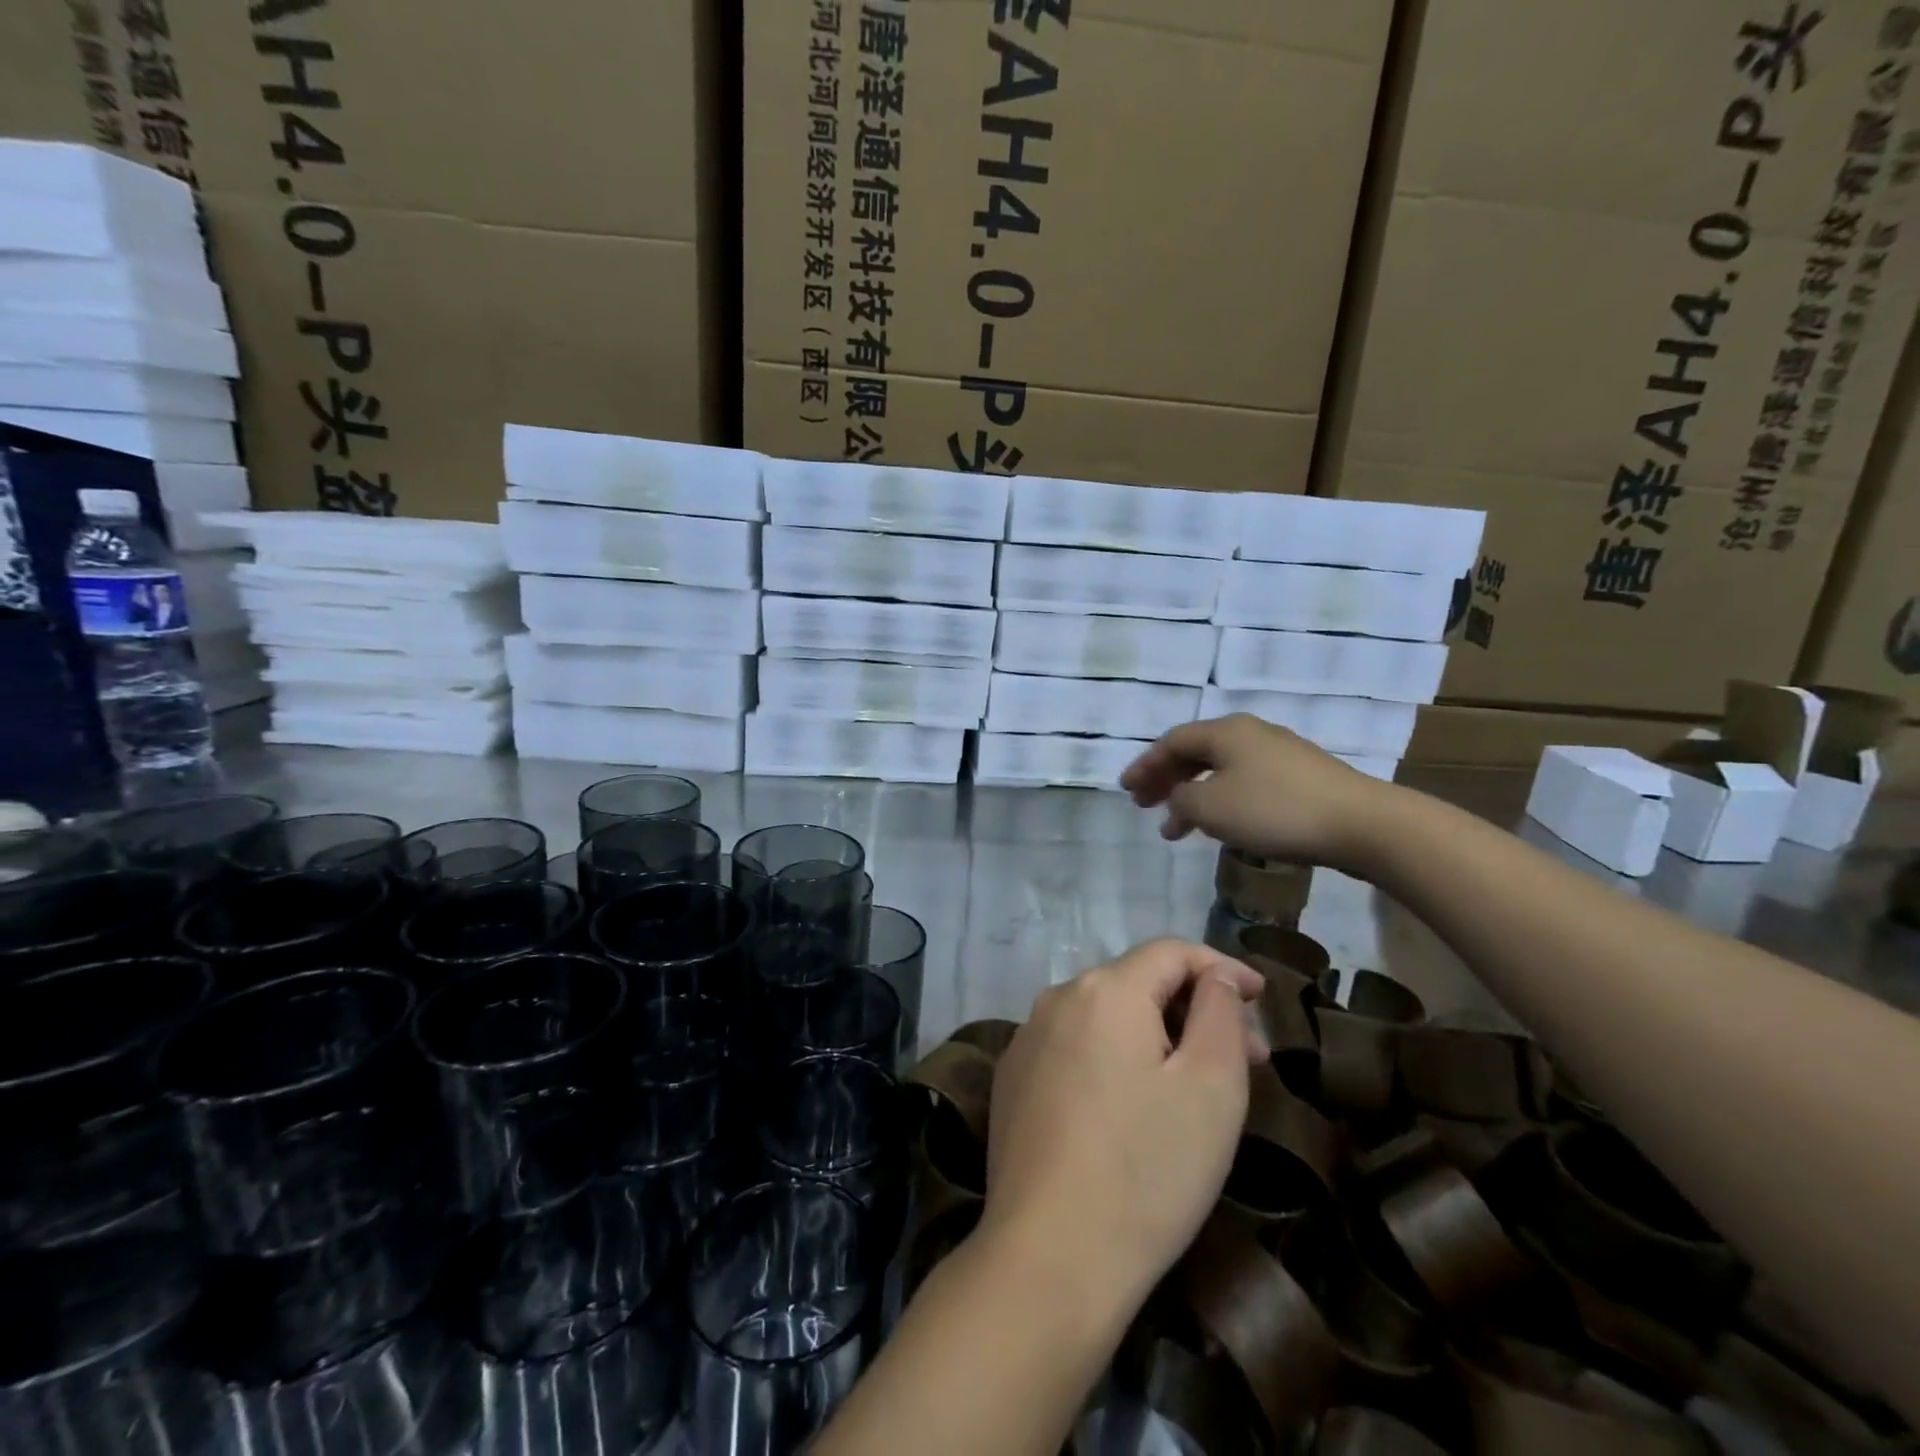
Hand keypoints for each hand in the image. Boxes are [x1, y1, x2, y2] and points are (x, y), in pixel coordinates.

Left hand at [981, 940, 1267, 1313]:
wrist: (1049, 1256)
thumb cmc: (1148, 1170)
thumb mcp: (1212, 1088)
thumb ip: (1219, 1014)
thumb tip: (1214, 979)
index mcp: (1105, 990)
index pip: (1171, 952)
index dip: (1222, 967)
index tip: (1263, 998)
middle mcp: (1057, 998)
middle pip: (1137, 982)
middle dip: (1193, 1007)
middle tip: (1244, 1056)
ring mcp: (1027, 1039)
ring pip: (1104, 1015)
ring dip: (1153, 1033)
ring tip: (1192, 1083)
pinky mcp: (1012, 1079)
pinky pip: (1074, 1046)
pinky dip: (1112, 1057)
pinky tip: (1131, 1105)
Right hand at [1121, 714, 1394, 871]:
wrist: (1360, 823)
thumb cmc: (1274, 811)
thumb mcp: (1211, 807)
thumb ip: (1180, 798)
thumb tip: (1179, 796)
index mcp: (1224, 731)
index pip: (1171, 742)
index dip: (1144, 765)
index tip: (1125, 789)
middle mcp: (1249, 733)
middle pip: (1195, 753)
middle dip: (1165, 780)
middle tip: (1144, 805)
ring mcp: (1278, 753)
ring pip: (1220, 770)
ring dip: (1192, 796)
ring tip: (1175, 829)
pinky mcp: (1299, 777)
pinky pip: (1244, 783)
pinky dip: (1220, 802)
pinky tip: (1220, 826)